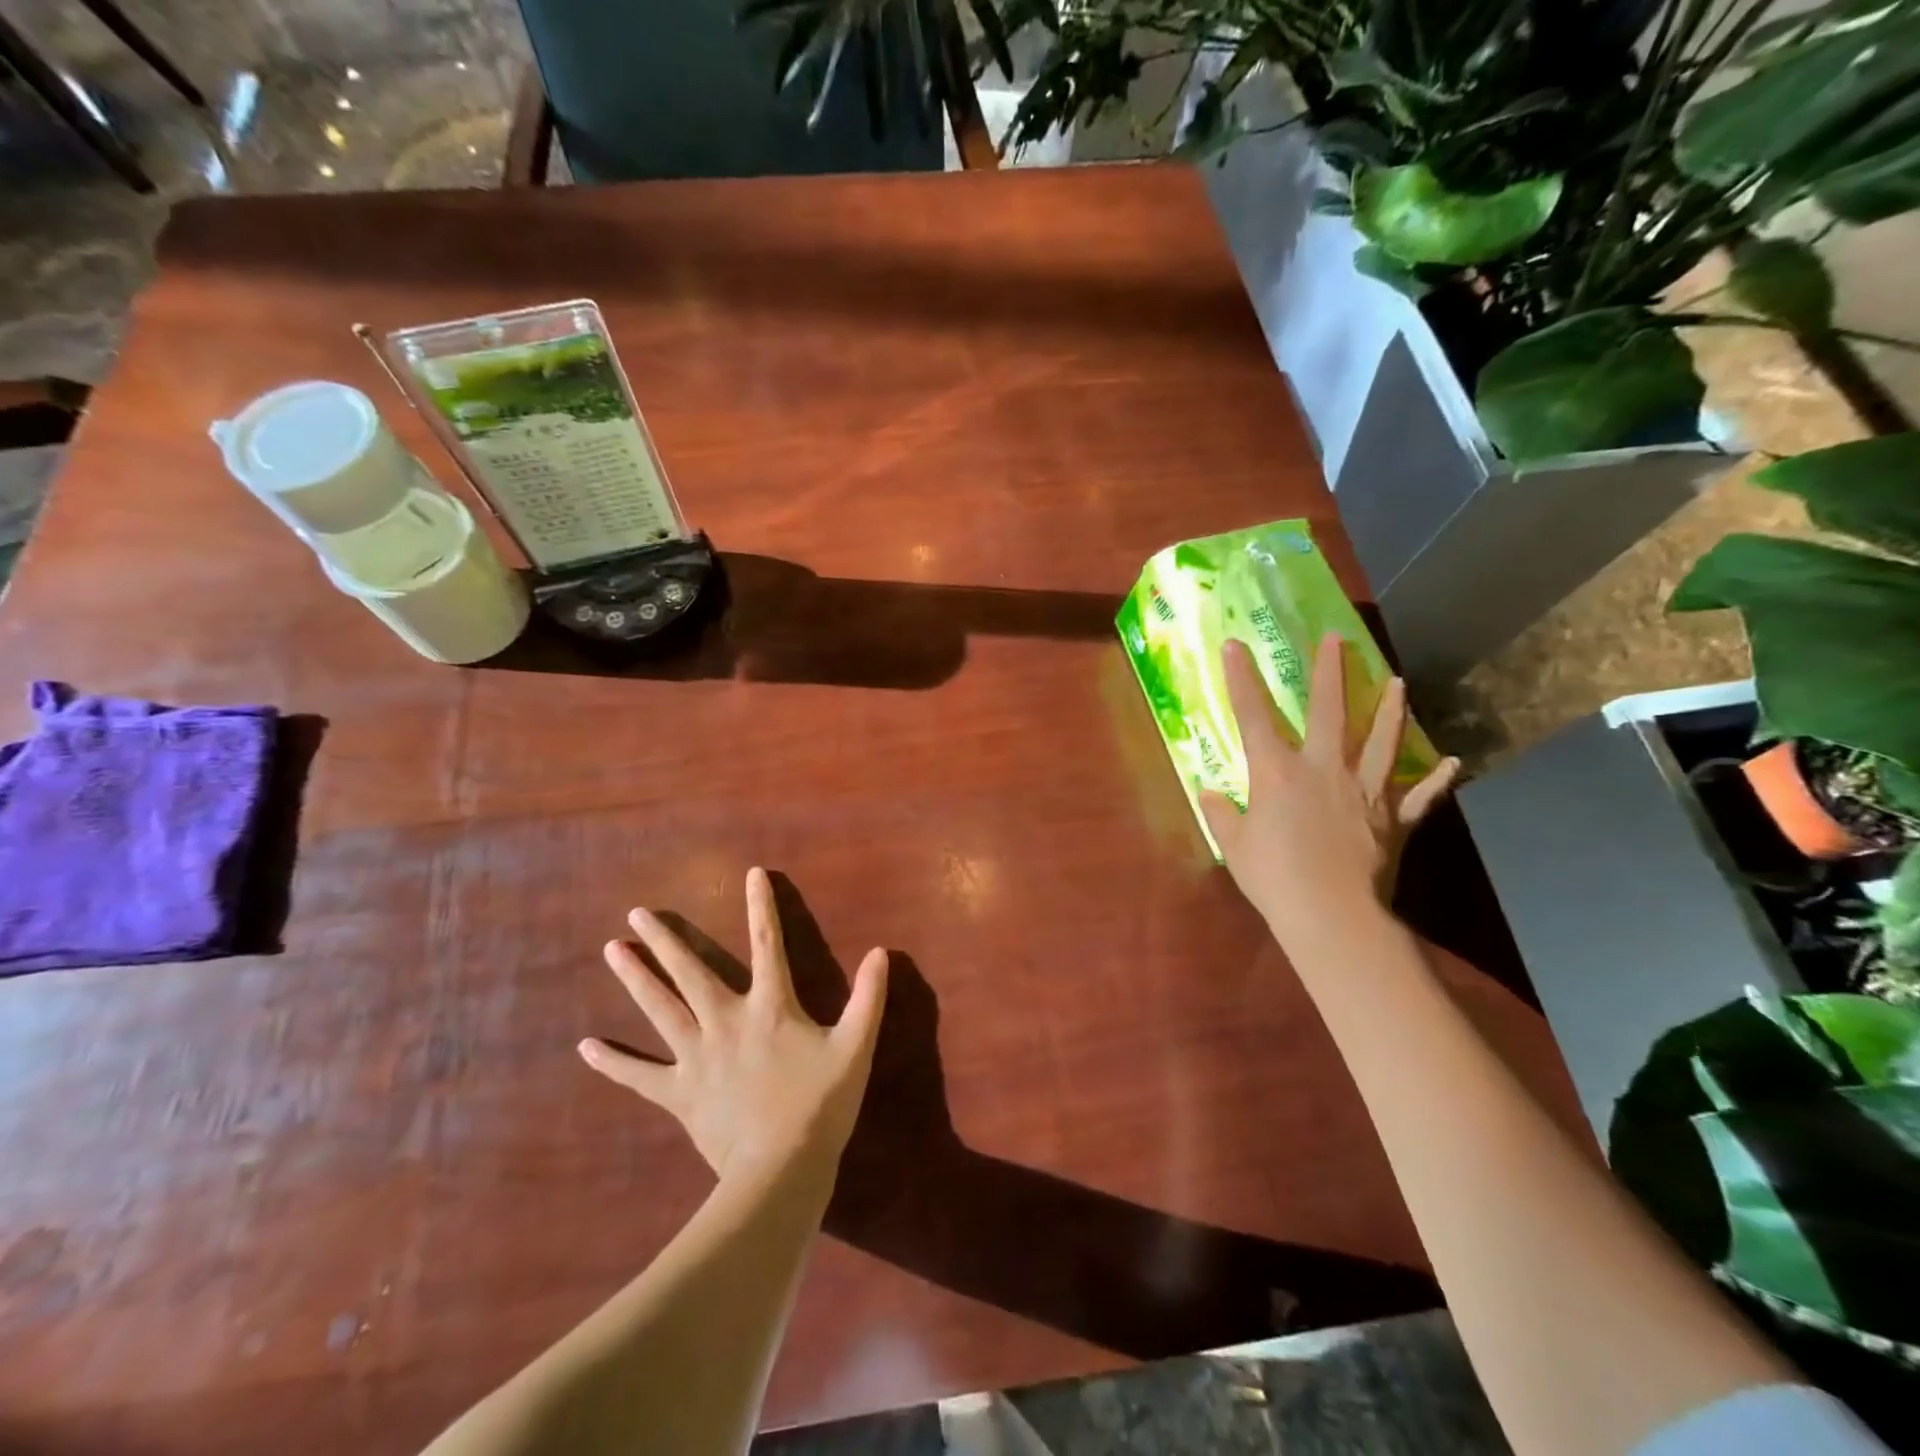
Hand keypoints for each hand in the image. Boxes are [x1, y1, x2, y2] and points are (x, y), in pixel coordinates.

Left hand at [579, 868, 889, 1184]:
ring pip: (660, 1009)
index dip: (761, 906)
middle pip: (690, 971)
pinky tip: (586, 1047)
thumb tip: (882, 952)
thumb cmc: (820, 1105)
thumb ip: (869, 998)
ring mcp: (697, 1057)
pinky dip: (613, 1062)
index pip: (767, 943)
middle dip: (665, 939)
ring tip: (611, 950)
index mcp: (770, 1007)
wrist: (781, 1170)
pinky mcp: (679, 1093)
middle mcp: (726, 1021)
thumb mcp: (855, 1047)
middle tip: (637, 912)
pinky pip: (640, 1075)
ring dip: (635, 978)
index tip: (751, 874)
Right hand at [1200, 634, 1458, 942]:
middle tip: (1337, 639)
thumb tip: (1208, 793)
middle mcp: (1323, 769)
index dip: (1241, 679)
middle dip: (1331, 672)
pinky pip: (1419, 796)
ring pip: (1382, 740)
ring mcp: (1364, 791)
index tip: (1234, 645)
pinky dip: (1436, 780)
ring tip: (1399, 682)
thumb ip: (1222, 814)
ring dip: (1391, 710)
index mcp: (1278, 773)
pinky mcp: (1394, 819)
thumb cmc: (1274, 878)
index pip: (1253, 716)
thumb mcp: (1235, 846)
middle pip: (1329, 711)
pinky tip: (1452, 763)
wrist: (1333, 916)